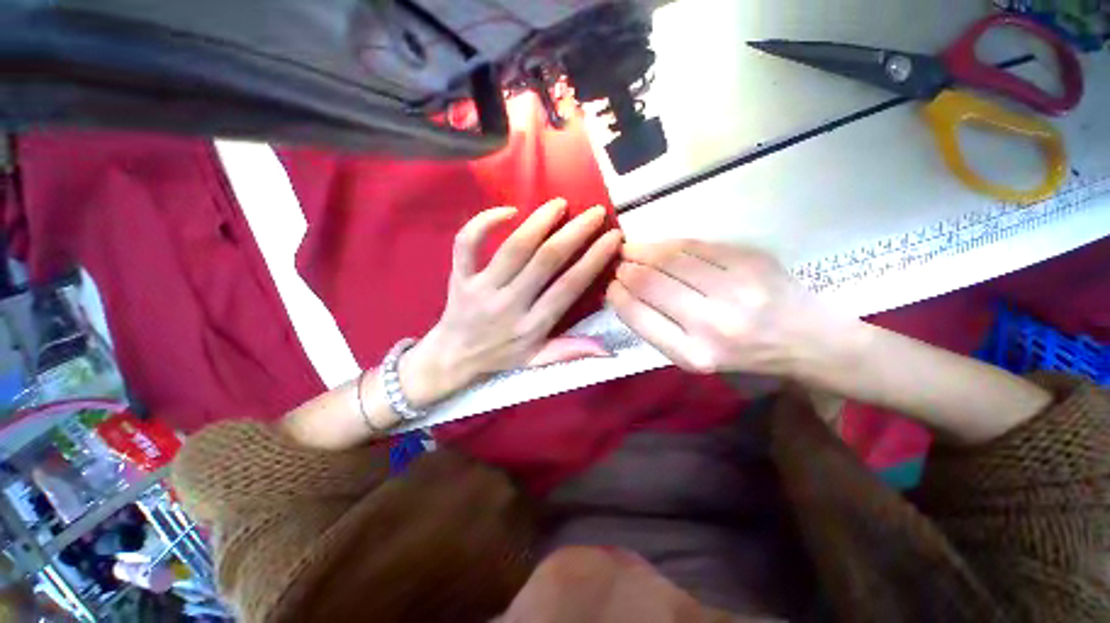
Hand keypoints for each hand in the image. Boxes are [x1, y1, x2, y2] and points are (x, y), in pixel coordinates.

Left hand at [404, 199, 622, 402]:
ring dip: (539, 221)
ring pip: (514, 248)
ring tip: (559, 204)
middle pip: (546, 260)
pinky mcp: (460, 276)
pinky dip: (484, 222)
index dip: (594, 259)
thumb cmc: (500, 356)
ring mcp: (482, 288)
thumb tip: (610, 349)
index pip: (569, 287)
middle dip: (575, 232)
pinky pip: (467, 244)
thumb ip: (572, 351)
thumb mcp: (538, 360)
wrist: (453, 356)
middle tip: (595, 212)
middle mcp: (510, 303)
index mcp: (532, 325)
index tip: (613, 237)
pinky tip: (508, 210)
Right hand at [606, 240, 851, 376]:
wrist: (807, 340)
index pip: (638, 316)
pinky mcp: (751, 261)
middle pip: (650, 283)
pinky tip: (660, 246)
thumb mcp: (694, 358)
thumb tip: (624, 293)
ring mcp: (735, 289)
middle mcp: (712, 324)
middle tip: (619, 263)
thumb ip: (658, 329)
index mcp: (693, 355)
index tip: (611, 286)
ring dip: (643, 250)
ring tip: (631, 249)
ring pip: (670, 259)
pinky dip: (670, 244)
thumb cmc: (744, 356)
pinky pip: (697, 246)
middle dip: (626, 269)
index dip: (617, 296)